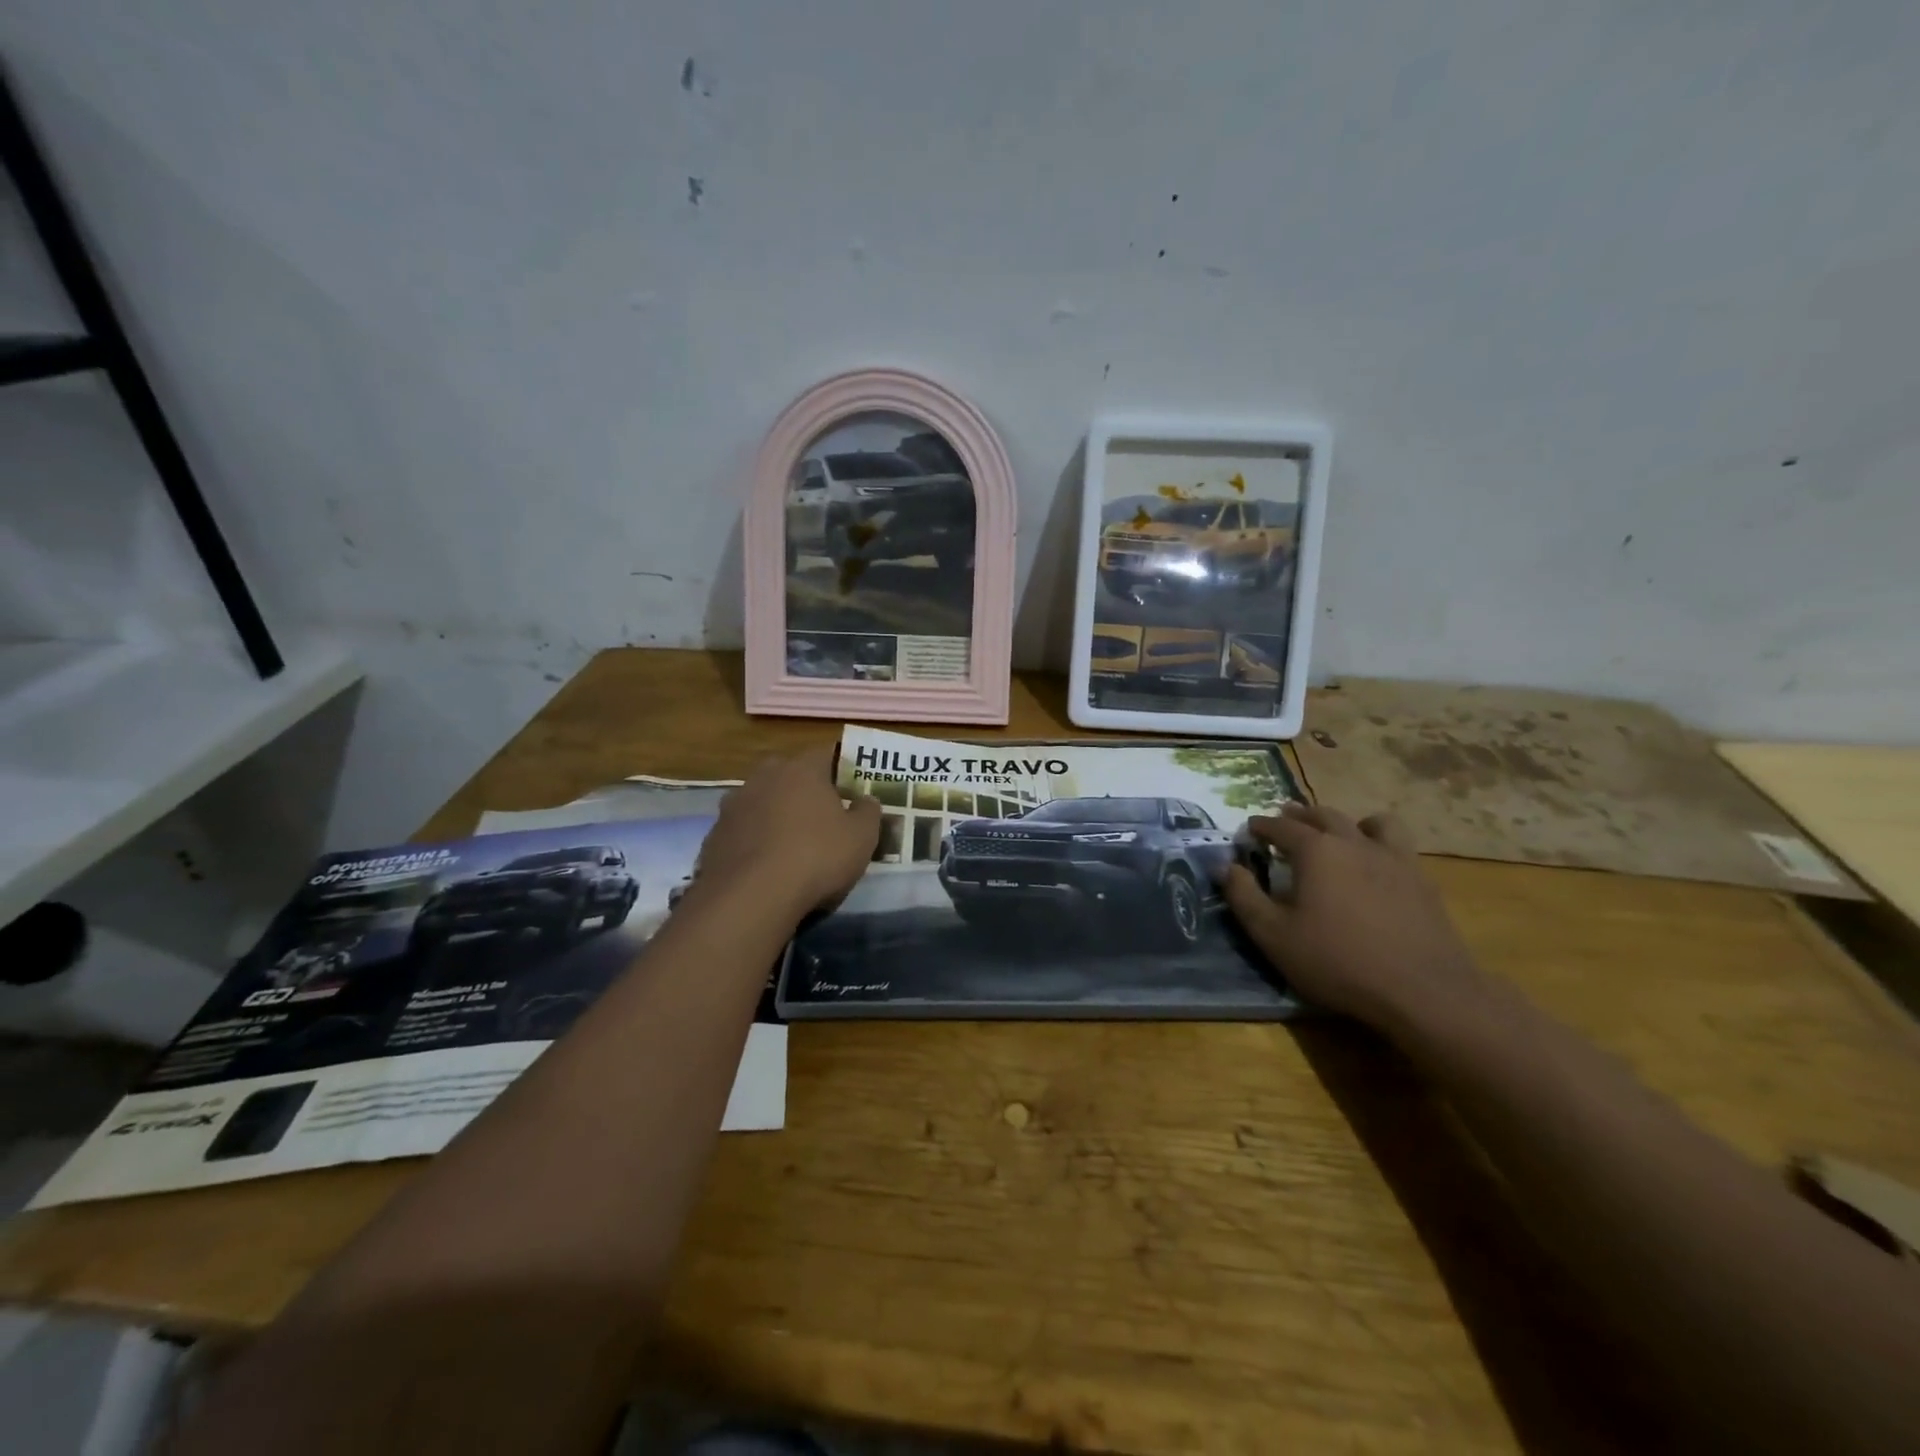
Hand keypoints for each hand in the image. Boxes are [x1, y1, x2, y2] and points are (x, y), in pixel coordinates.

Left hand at [695, 748, 881, 915]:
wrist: (750, 897)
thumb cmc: (816, 857)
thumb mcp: (862, 837)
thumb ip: (868, 812)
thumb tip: (866, 799)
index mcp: (802, 769)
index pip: (826, 753)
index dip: (841, 769)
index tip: (851, 788)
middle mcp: (764, 777)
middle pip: (788, 773)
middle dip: (804, 789)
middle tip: (821, 815)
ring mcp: (734, 805)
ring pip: (762, 800)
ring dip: (775, 814)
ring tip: (791, 843)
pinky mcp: (714, 835)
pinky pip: (743, 830)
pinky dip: (755, 840)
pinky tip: (766, 866)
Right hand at [1222, 802, 1481, 1028]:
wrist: (1423, 992)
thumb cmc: (1337, 962)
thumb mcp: (1273, 935)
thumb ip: (1244, 897)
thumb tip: (1226, 866)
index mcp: (1315, 851)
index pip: (1280, 827)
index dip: (1261, 826)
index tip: (1249, 829)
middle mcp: (1353, 842)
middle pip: (1323, 815)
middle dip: (1299, 815)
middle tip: (1284, 820)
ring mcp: (1393, 858)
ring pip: (1368, 821)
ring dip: (1346, 821)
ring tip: (1336, 834)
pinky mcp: (1421, 879)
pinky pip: (1398, 843)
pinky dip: (1379, 841)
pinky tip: (1375, 862)